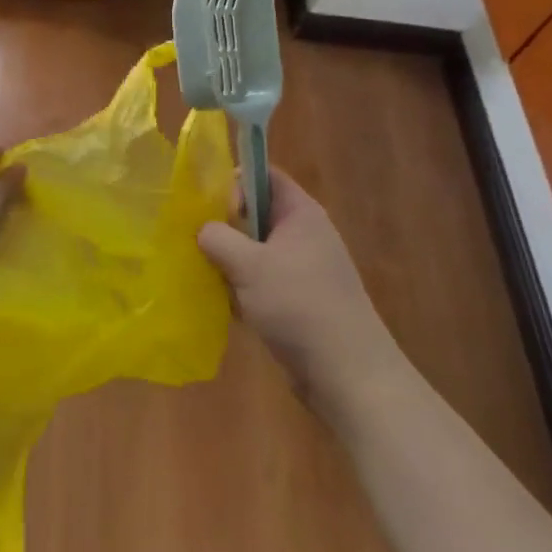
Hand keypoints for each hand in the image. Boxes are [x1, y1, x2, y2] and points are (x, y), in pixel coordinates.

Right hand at [198, 168, 401, 402]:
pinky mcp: (299, 301)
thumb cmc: (299, 306)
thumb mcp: (249, 265)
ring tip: (209, 278)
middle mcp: (304, 235)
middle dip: (226, 228)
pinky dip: (243, 289)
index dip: (236, 182)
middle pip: (256, 214)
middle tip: (203, 245)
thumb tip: (203, 229)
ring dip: (231, 262)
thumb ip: (218, 237)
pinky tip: (227, 306)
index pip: (264, 175)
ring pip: (255, 251)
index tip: (216, 211)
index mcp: (301, 213)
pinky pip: (262, 281)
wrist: (348, 376)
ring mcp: (303, 270)